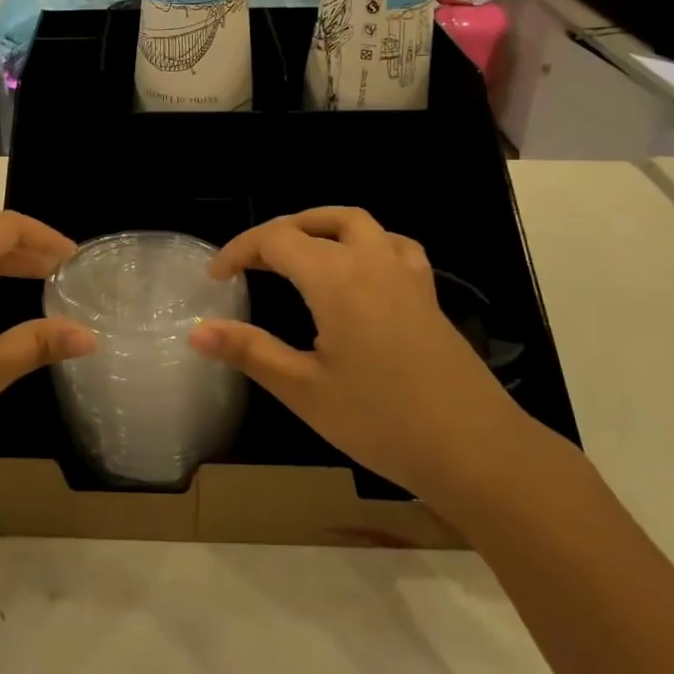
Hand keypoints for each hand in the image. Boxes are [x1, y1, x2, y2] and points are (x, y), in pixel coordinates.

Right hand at [188, 207, 543, 520]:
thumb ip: (249, 352)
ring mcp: (405, 276)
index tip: (215, 278)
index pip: (275, 240)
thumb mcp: (304, 390)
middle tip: (251, 263)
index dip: (239, 251)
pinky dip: (366, 243)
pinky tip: (360, 272)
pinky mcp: (428, 296)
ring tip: (298, 254)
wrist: (476, 451)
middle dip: (277, 234)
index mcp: (335, 279)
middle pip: (316, 222)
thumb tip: (197, 332)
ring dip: (321, 227)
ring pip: (358, 224)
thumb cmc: (382, 421)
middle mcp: (370, 262)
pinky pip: (394, 246)